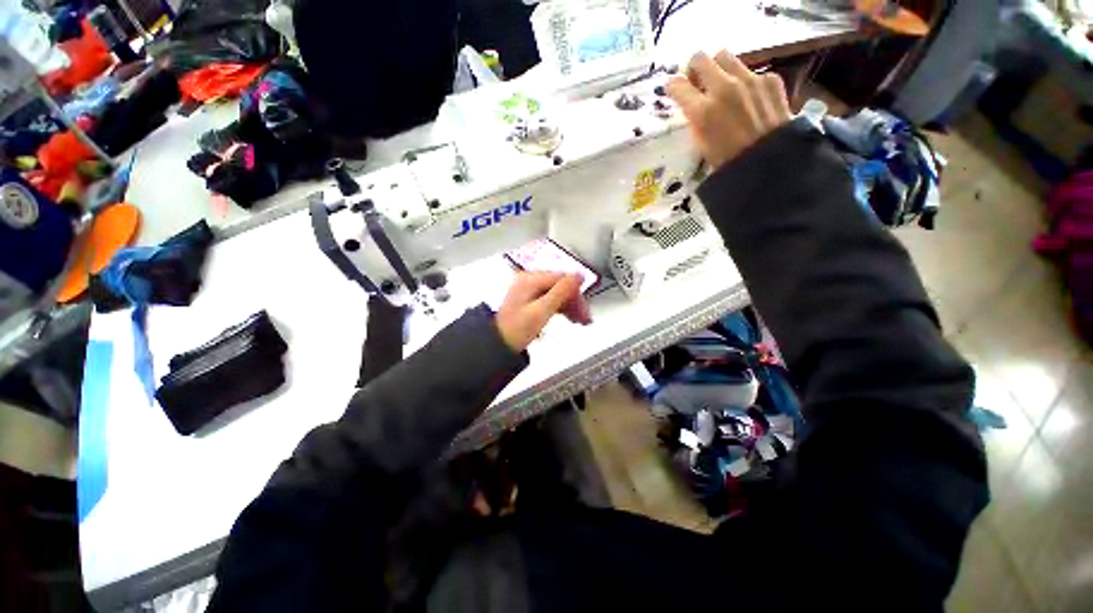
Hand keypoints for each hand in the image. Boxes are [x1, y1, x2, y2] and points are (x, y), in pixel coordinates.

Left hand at [496, 272, 591, 351]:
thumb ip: (561, 292)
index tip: (586, 311)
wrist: (497, 344)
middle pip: (561, 285)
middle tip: (585, 319)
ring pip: (557, 292)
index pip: (563, 279)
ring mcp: (529, 289)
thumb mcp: (541, 311)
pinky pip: (551, 299)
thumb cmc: (517, 330)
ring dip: (570, 305)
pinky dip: (561, 307)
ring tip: (579, 321)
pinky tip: (568, 317)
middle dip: (574, 301)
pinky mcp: (530, 299)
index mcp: (531, 279)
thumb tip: (579, 275)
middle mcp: (530, 280)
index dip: (577, 294)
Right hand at [666, 50, 791, 170]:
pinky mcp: (769, 79)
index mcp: (702, 111)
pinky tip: (749, 98)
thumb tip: (691, 103)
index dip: (674, 87)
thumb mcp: (701, 145)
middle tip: (697, 81)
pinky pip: (751, 70)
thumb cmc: (728, 162)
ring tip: (722, 85)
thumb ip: (695, 119)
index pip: (677, 85)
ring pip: (725, 56)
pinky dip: (745, 81)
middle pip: (700, 58)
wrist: (770, 163)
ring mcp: (749, 80)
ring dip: (719, 68)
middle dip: (694, 68)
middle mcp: (724, 88)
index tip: (675, 90)